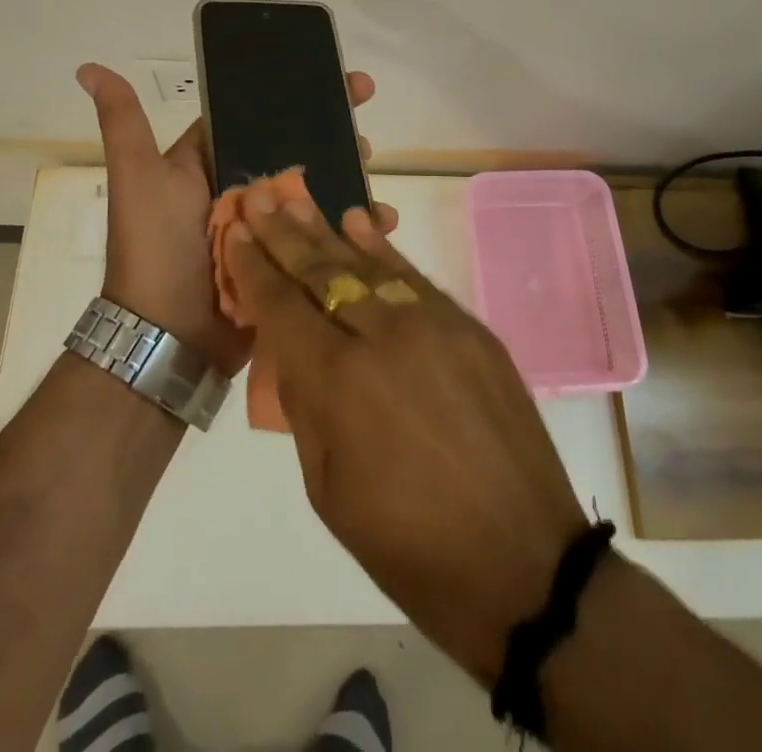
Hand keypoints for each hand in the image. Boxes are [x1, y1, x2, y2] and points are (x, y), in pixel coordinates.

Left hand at [76, 63, 393, 377]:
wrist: (167, 337)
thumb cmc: (154, 248)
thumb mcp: (138, 177)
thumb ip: (122, 122)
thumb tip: (87, 67)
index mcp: (213, 162)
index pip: (261, 117)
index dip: (299, 96)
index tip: (343, 83)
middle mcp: (243, 189)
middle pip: (297, 150)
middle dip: (335, 135)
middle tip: (366, 131)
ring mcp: (270, 226)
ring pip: (318, 189)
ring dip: (351, 176)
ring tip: (373, 169)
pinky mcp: (289, 260)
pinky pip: (326, 234)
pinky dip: (354, 226)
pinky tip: (382, 221)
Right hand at [222, 194, 587, 683]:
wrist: (525, 564)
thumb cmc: (411, 548)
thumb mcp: (329, 489)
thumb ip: (305, 405)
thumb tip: (291, 348)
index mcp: (339, 383)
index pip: (282, 307)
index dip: (254, 267)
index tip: (235, 230)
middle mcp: (383, 337)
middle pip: (321, 272)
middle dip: (284, 234)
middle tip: (258, 197)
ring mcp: (433, 325)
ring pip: (367, 264)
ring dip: (327, 230)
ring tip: (297, 200)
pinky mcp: (469, 328)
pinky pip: (414, 278)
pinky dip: (382, 249)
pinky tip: (358, 223)